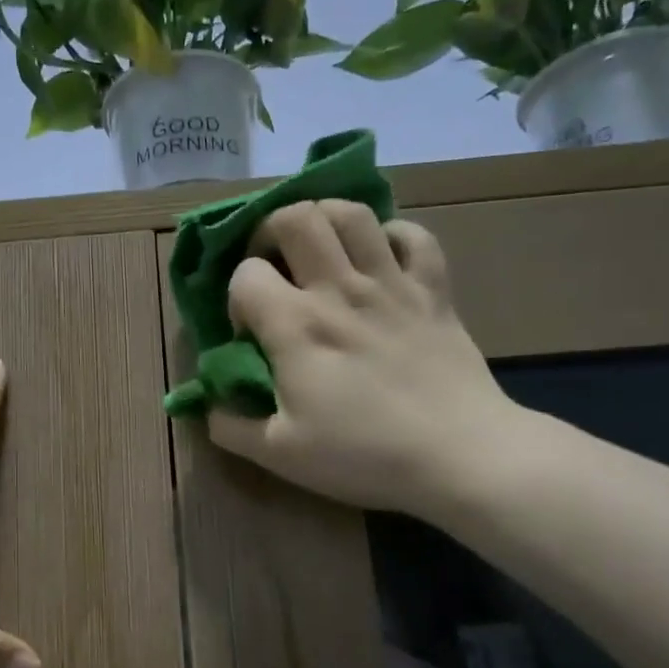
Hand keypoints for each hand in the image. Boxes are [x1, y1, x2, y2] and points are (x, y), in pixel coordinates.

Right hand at [207, 202, 520, 515]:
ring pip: (352, 213)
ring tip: (320, 250)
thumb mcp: (280, 454)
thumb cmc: (363, 455)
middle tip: (275, 267)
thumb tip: (209, 404)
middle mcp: (339, 289)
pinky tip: (380, 260)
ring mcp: (392, 282)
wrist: (459, 455)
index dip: (236, 297)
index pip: (246, 275)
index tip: (249, 332)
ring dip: (325, 220)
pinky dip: (390, 237)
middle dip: (270, 233)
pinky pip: (413, 235)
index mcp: (295, 326)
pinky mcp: (434, 288)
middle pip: (296, 218)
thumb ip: (231, 426)